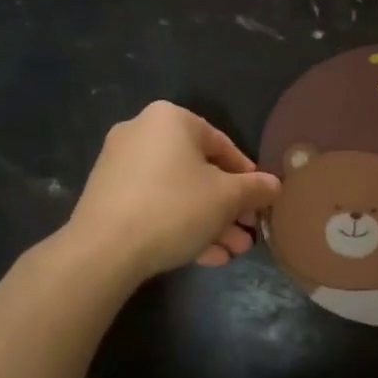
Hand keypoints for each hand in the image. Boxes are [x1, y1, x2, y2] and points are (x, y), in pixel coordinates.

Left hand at [61, 103, 279, 282]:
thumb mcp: (227, 198)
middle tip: (247, 232)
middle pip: (200, 172)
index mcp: (171, 120)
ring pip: (178, 193)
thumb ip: (256, 188)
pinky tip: (205, 257)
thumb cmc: (174, 208)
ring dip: (209, 221)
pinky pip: (155, 206)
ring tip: (232, 252)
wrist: (103, 250)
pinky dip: (180, 225)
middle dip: (228, 207)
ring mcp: (119, 166)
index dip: (248, 176)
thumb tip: (275, 185)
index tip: (260, 202)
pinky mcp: (106, 197)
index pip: (223, 145)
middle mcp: (142, 133)